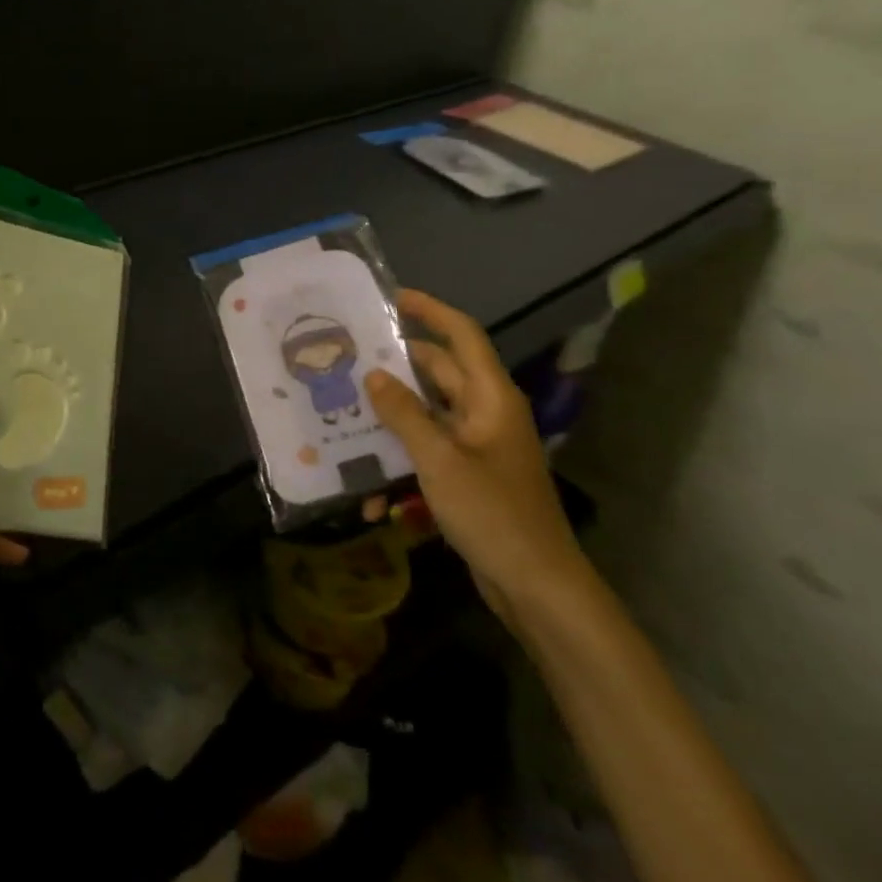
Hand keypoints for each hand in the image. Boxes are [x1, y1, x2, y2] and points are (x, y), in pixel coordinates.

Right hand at [364, 289, 591, 629]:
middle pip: (438, 373)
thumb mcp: (439, 460)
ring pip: (428, 414)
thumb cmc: (492, 513)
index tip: (392, 297)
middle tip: (350, 355)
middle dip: (397, 364)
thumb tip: (373, 374)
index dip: (430, 311)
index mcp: (491, 398)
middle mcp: (485, 413)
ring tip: (346, 409)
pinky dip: (402, 459)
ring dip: (393, 416)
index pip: (462, 336)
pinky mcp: (468, 476)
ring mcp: (477, 446)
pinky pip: (429, 452)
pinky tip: (370, 488)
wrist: (535, 585)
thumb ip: (404, 414)